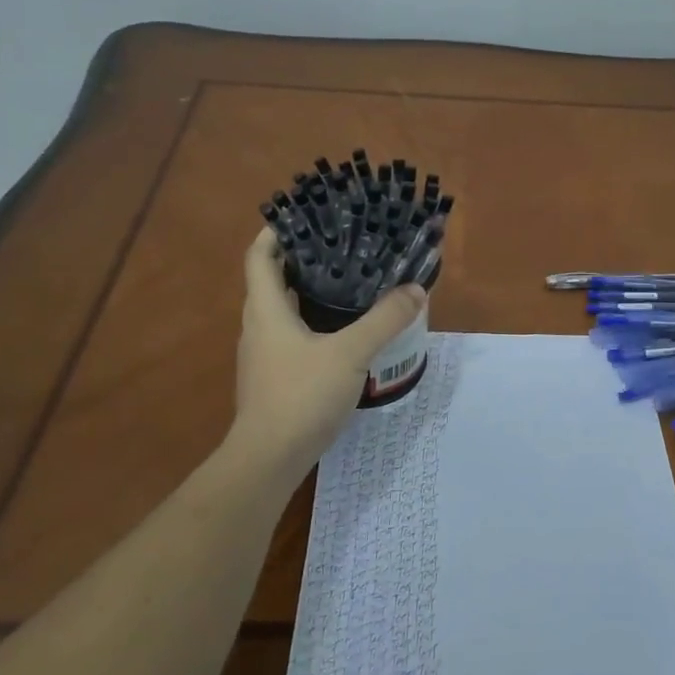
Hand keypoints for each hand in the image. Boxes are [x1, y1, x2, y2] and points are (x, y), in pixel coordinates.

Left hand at [231, 230, 425, 471]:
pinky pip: (290, 335)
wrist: (269, 460)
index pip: (259, 256)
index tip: (303, 215)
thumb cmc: (300, 396)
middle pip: (271, 280)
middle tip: (339, 244)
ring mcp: (263, 355)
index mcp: (266, 309)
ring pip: (282, 310)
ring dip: (307, 291)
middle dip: (300, 258)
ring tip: (346, 280)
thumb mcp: (350, 354)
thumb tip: (416, 290)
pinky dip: (311, 321)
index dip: (275, 231)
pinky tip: (342, 331)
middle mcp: (258, 326)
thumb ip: (384, 320)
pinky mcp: (274, 377)